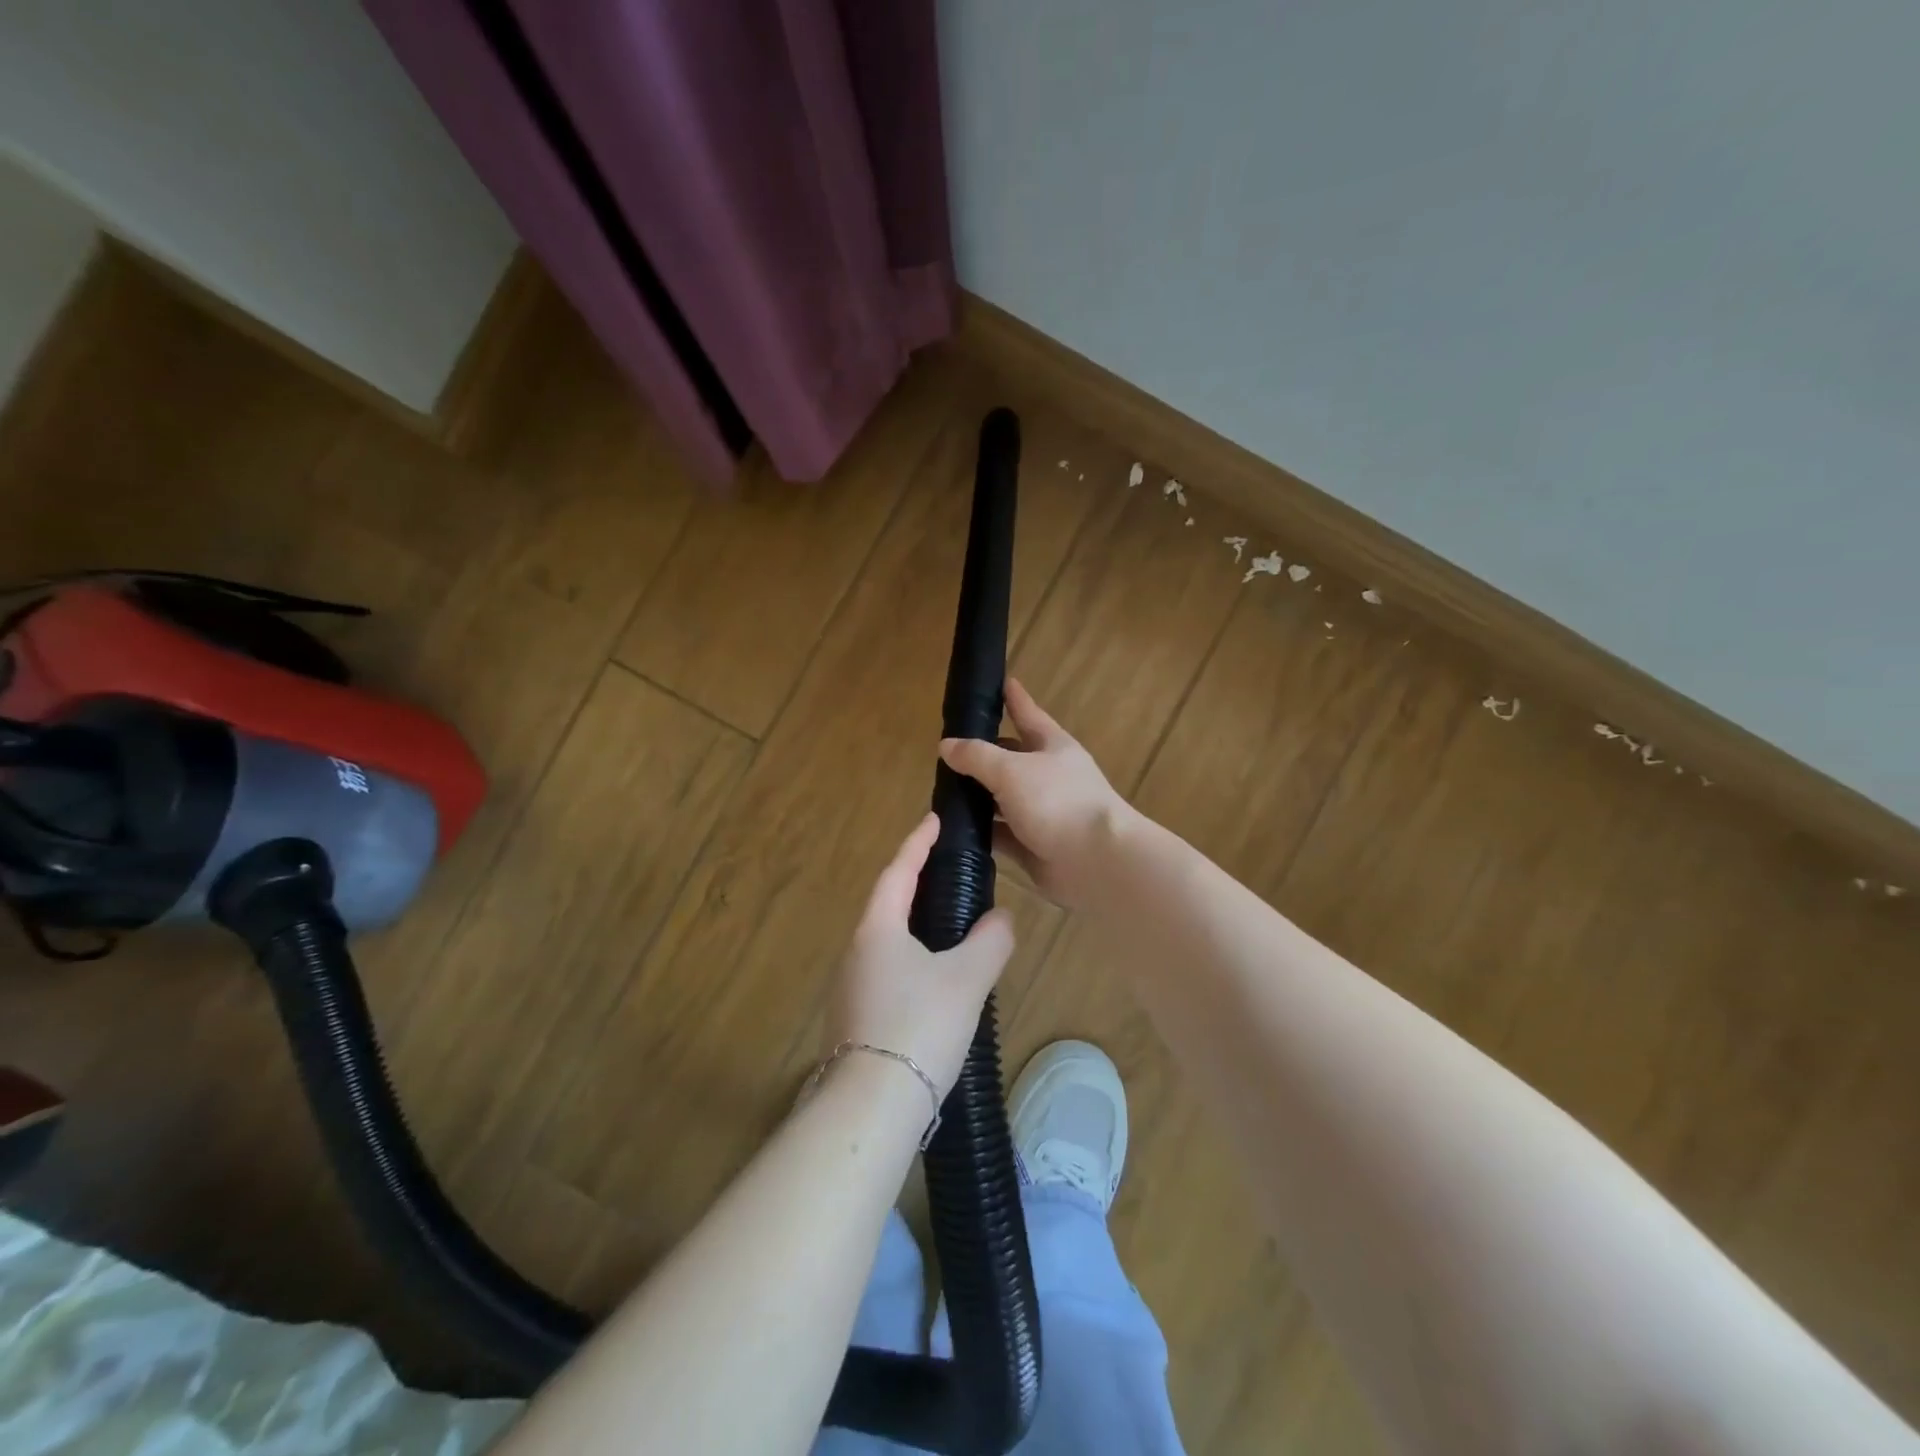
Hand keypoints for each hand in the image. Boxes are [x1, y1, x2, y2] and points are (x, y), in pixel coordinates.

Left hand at [830, 813, 1014, 1098]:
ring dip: (914, 925)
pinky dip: (911, 959)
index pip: (898, 871)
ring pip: (886, 941)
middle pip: (887, 904)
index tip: (934, 821)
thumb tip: (1002, 919)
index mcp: (877, 929)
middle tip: (947, 870)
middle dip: (915, 883)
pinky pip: (886, 971)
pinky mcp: (855, 1018)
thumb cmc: (919, 1026)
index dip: (917, 843)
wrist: (872, 1107)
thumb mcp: (967, 980)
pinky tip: (935, 980)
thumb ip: (991, 941)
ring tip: (949, 924)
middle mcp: (856, 951)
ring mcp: (850, 986)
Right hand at [939, 679, 1131, 909]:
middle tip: (947, 752)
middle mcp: (1049, 777)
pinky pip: (1002, 835)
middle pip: (1011, 760)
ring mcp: (1043, 814)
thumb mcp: (1011, 770)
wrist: (1097, 862)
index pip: (1028, 714)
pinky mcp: (1035, 847)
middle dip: (983, 756)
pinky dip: (982, 833)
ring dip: (977, 799)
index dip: (1015, 698)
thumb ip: (977, 757)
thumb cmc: (1058, 802)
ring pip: (1003, 800)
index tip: (1002, 681)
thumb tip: (947, 745)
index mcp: (1052, 747)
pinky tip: (955, 832)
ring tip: (941, 793)